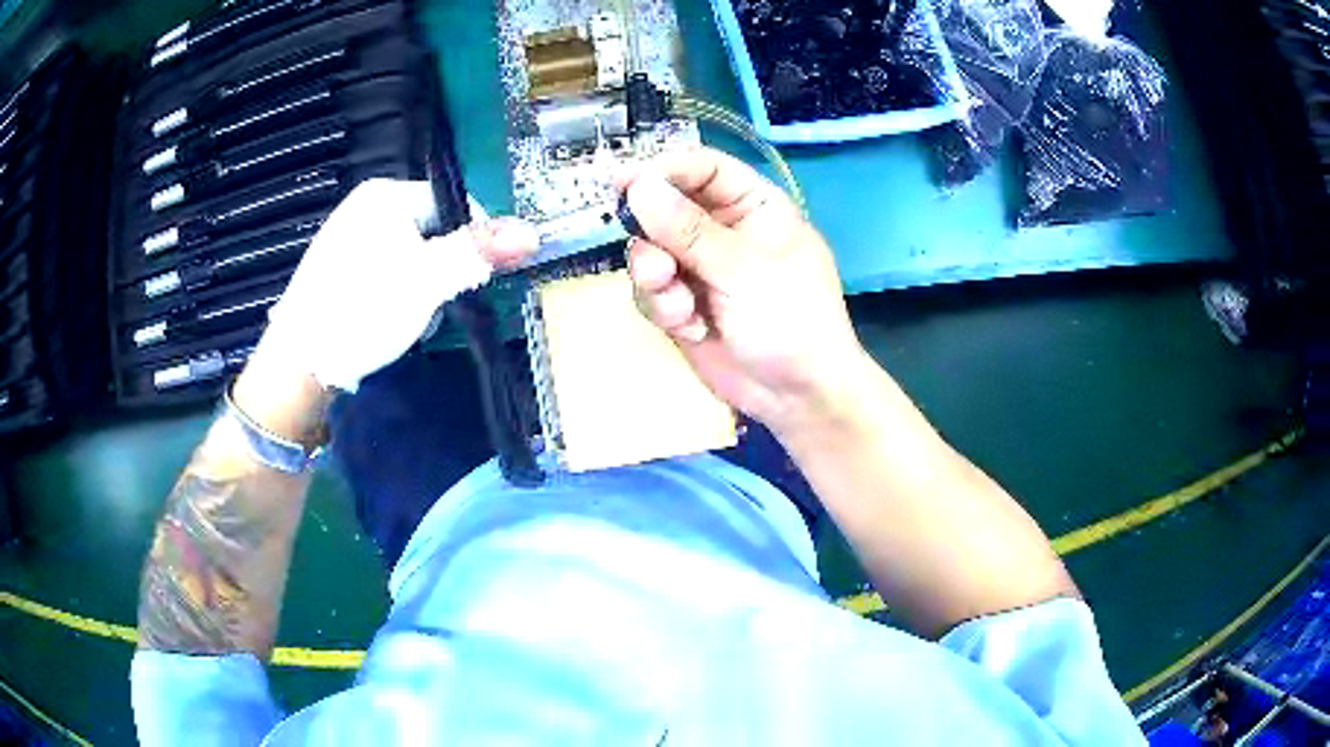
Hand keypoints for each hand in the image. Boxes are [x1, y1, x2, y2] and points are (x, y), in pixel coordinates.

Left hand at [257, 179, 537, 393]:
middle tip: (435, 305)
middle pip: (432, 231)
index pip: (454, 203)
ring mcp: (347, 239)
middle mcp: (364, 207)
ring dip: (422, 287)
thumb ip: (477, 252)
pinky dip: (396, 295)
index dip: (473, 240)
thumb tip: (531, 231)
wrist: (297, 366)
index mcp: (385, 195)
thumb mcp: (426, 281)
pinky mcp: (337, 271)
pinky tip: (386, 321)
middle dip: (443, 269)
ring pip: (411, 256)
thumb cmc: (362, 311)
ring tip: (409, 319)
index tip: (474, 281)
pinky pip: (386, 273)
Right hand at [619, 147, 866, 433]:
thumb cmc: (791, 321)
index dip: (663, 170)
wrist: (796, 397)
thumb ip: (689, 230)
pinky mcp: (681, 302)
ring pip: (649, 251)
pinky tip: (692, 329)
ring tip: (680, 308)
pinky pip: (651, 291)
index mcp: (752, 205)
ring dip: (656, 279)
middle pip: (664, 207)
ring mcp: (698, 266)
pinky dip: (664, 309)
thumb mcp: (744, 270)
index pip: (701, 168)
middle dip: (653, 237)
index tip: (623, 183)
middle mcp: (721, 228)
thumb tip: (638, 186)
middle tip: (656, 267)